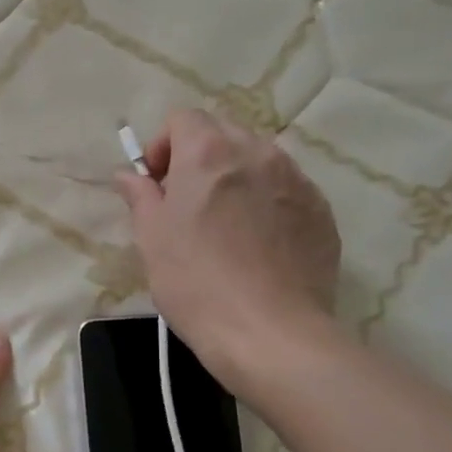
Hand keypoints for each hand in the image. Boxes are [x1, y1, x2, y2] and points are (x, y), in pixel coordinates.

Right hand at [115, 109, 342, 380]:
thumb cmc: (195, 281)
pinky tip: (256, 246)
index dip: (162, 146)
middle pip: (222, 134)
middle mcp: (258, 153)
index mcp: (209, 152)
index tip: (155, 185)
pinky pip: (286, 190)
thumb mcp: (152, 238)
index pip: (182, 118)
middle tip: (185, 205)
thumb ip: (140, 196)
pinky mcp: (321, 212)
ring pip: (257, 161)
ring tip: (223, 226)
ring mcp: (297, 180)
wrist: (270, 333)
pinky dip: (266, 203)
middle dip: (198, 159)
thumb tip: (130, 175)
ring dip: (234, 179)